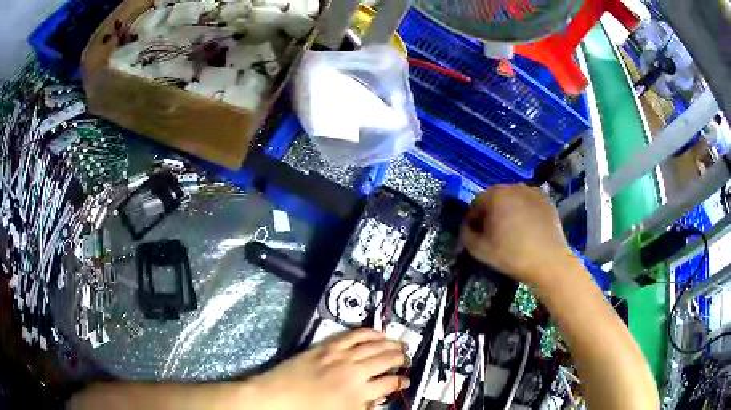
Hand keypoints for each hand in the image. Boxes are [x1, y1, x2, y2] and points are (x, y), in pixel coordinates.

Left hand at [251, 329, 408, 409]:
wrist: (276, 397)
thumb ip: (364, 406)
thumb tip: (379, 397)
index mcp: (359, 393)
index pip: (390, 384)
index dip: (401, 382)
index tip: (406, 380)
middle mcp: (354, 372)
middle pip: (386, 360)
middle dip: (401, 359)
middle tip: (408, 359)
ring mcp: (340, 356)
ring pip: (374, 345)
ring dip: (391, 343)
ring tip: (401, 344)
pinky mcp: (327, 346)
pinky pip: (353, 335)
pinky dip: (368, 332)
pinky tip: (377, 332)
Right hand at [462, 184, 577, 285]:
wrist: (549, 262)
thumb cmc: (511, 255)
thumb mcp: (479, 249)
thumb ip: (466, 234)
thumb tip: (467, 225)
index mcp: (496, 194)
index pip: (476, 203)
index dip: (474, 220)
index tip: (477, 235)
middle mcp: (514, 187)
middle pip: (495, 199)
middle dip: (492, 214)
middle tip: (494, 234)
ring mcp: (533, 192)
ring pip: (513, 200)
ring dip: (509, 212)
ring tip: (513, 233)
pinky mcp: (547, 201)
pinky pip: (529, 205)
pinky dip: (525, 213)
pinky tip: (528, 231)